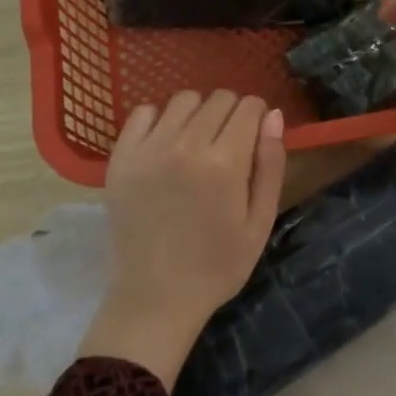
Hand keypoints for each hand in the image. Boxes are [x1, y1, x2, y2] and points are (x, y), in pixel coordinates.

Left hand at [79, 90, 285, 388]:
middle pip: (218, 99)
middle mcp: (185, 145)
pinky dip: (160, 120)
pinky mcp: (121, 158)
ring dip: (198, 113)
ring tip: (197, 142)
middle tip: (228, 145)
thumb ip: (270, 164)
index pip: (248, 106)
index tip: (254, 136)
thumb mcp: (260, 221)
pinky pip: (143, 113)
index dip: (257, 116)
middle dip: (232, 113)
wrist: (155, 297)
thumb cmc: (218, 265)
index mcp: (225, 163)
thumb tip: (274, 115)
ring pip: (183, 100)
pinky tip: (166, 145)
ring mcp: (148, 149)